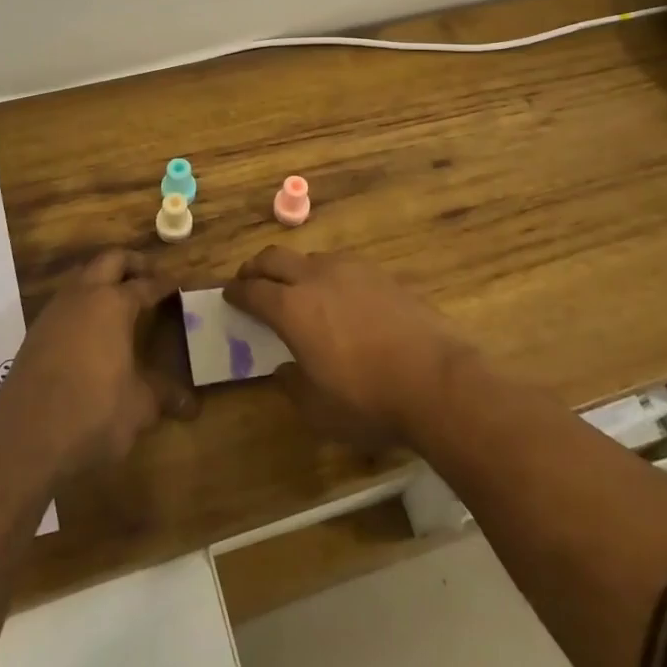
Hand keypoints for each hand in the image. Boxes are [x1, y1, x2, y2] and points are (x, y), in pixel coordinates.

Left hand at [0, 250, 195, 479]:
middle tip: (150, 275)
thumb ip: (163, 397)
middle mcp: (84, 296)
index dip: (164, 284)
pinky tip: (91, 328)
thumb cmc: (93, 413)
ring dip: (103, 279)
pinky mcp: (35, 332)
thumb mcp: (138, 407)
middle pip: (110, 260)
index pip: (146, 284)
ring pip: (83, 277)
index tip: (178, 283)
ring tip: (121, 298)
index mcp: (114, 304)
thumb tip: (192, 404)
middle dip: (132, 263)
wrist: (25, 438)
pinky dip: (83, 303)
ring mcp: (55, 311)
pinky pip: (65, 302)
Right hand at [225, 248, 465, 447]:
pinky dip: (327, 275)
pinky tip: (339, 296)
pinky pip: (341, 266)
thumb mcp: (318, 409)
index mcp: (291, 308)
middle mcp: (315, 278)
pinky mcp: (380, 274)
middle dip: (256, 267)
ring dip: (293, 268)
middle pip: (274, 258)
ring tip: (296, 288)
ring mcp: (350, 270)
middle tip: (250, 280)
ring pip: (309, 257)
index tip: (229, 295)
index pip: (252, 290)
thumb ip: (292, 385)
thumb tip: (284, 368)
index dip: (236, 292)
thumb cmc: (368, 399)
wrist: (436, 380)